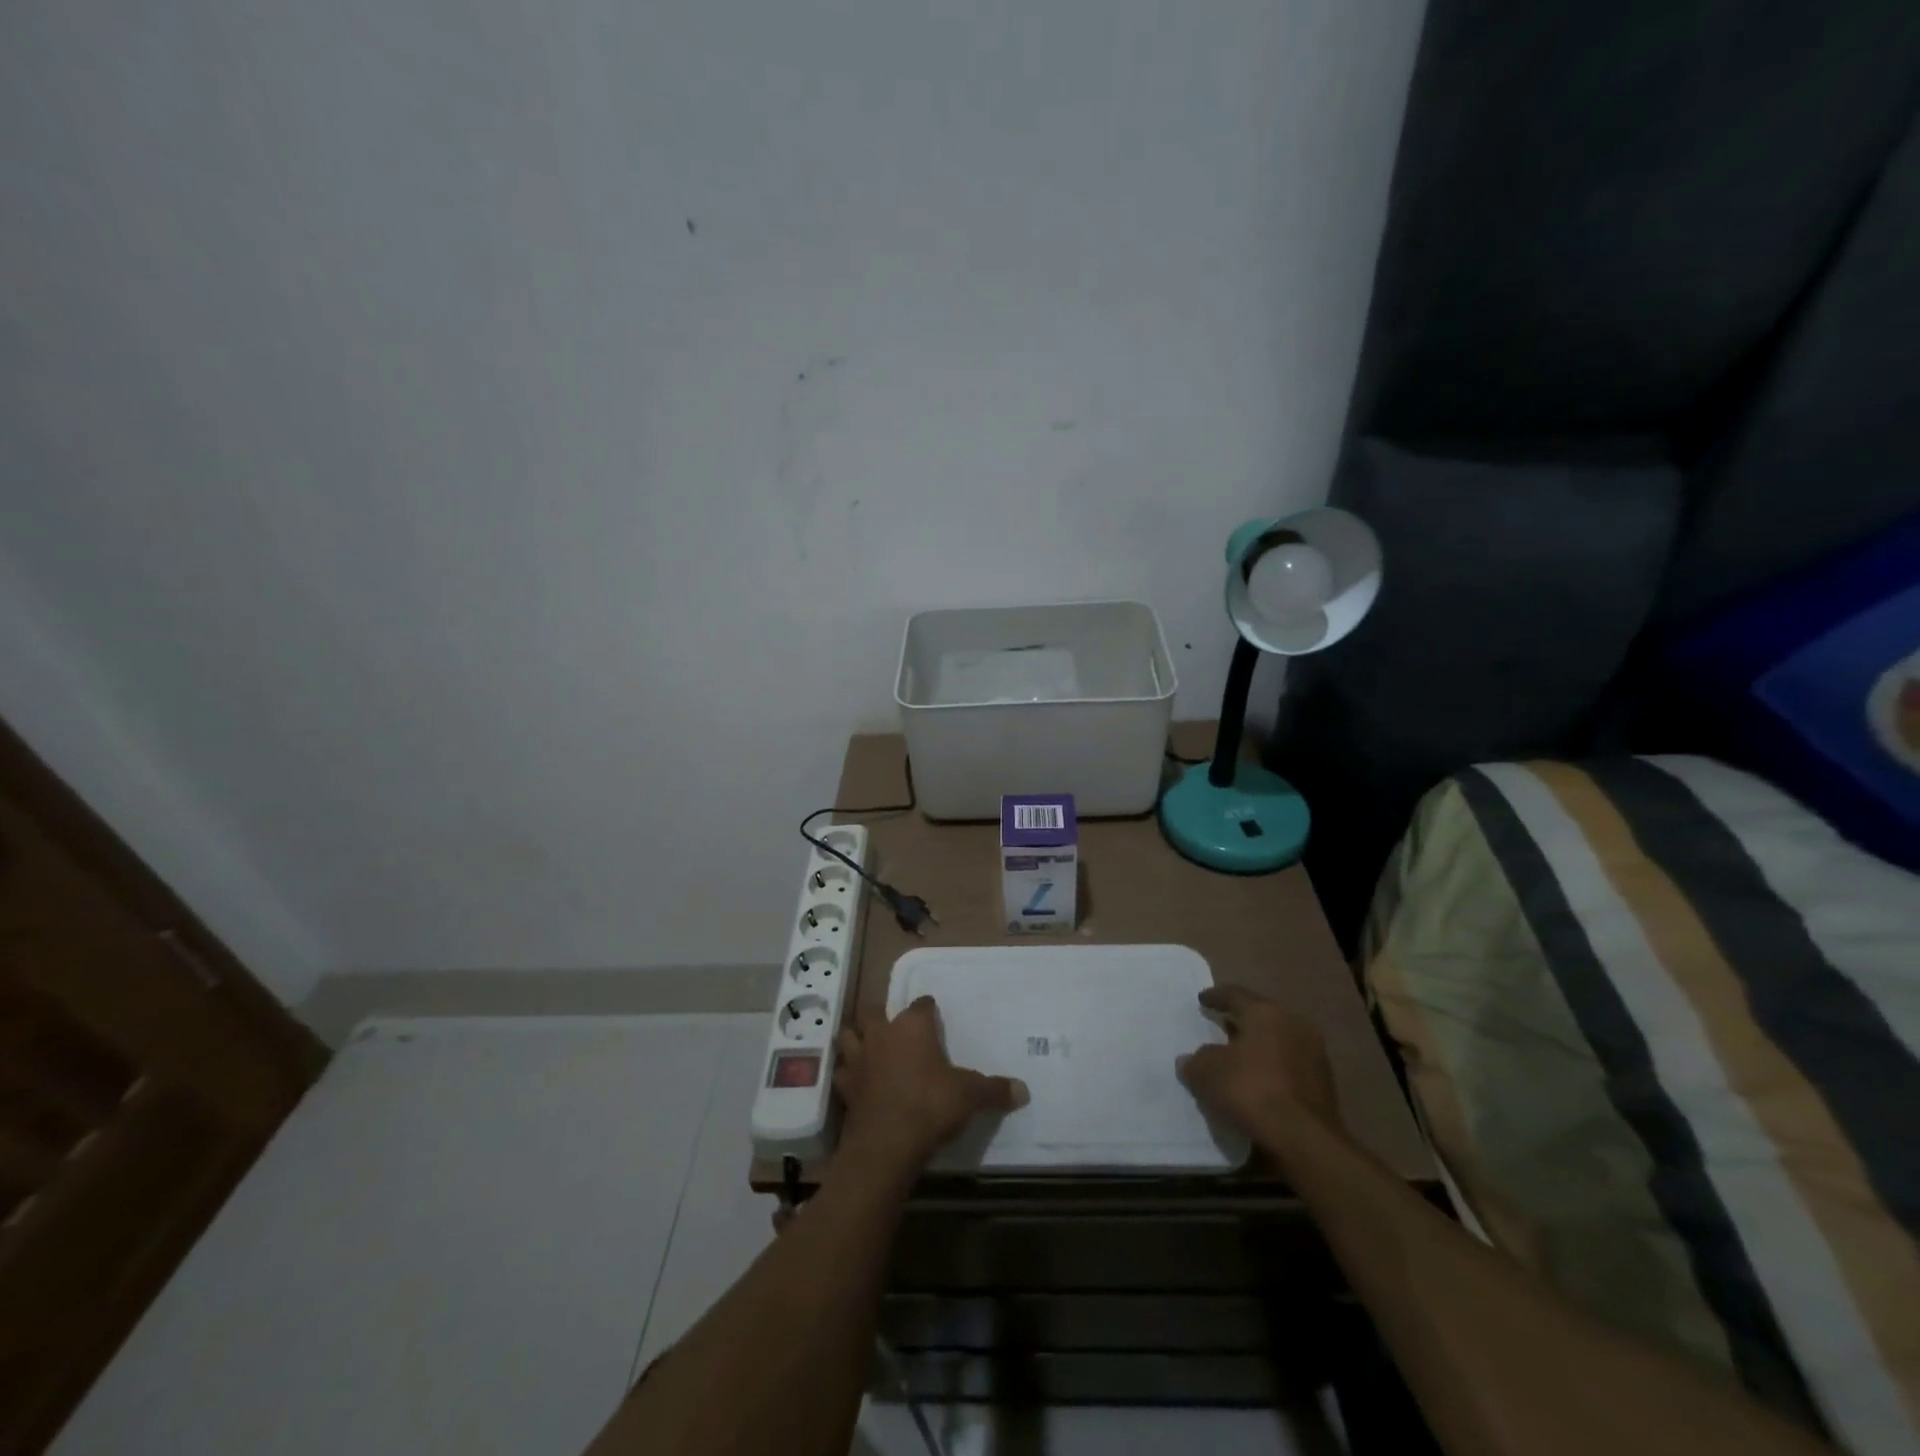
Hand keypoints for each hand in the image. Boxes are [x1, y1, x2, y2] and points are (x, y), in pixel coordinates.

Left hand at [834, 997, 1027, 1170]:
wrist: (887, 1144)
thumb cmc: (930, 1105)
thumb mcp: (970, 1096)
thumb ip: (994, 1090)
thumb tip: (1023, 1090)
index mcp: (912, 1026)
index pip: (921, 1004)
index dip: (928, 1009)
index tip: (934, 1017)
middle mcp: (882, 1034)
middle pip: (874, 1010)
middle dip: (882, 1016)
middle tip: (896, 1030)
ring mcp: (859, 1059)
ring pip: (850, 1036)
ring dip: (857, 1039)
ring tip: (869, 1049)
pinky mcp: (845, 1087)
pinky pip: (842, 1072)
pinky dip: (848, 1074)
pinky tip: (858, 1083)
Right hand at [1176, 985, 1337, 1135]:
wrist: (1304, 1140)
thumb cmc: (1251, 1090)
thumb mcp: (1207, 1073)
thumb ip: (1196, 1061)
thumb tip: (1192, 1060)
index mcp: (1265, 1013)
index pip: (1235, 995)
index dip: (1216, 997)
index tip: (1202, 1000)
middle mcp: (1293, 1025)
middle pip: (1261, 1016)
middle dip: (1241, 1020)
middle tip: (1222, 1025)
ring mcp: (1314, 1054)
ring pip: (1278, 1041)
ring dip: (1259, 1047)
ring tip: (1239, 1057)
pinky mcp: (1324, 1084)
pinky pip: (1290, 1066)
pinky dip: (1273, 1069)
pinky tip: (1259, 1082)